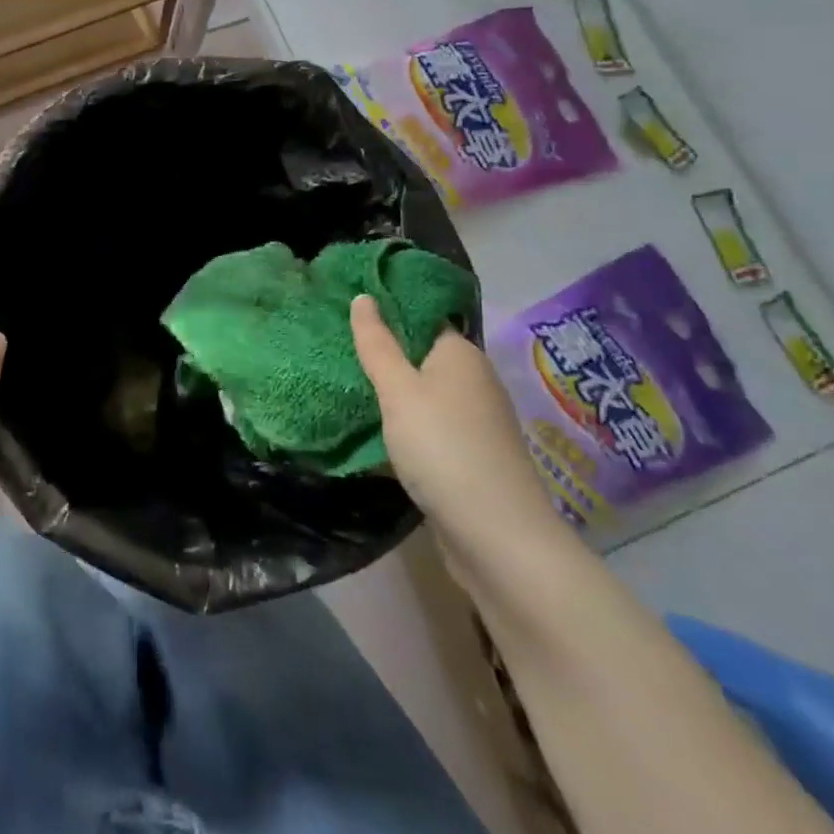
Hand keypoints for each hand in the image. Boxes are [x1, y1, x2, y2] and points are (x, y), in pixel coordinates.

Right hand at [351, 295, 560, 567]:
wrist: (497, 537)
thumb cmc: (443, 447)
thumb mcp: (398, 391)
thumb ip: (377, 344)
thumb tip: (363, 296)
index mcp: (461, 353)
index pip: (421, 317)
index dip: (387, 311)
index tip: (347, 312)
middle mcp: (474, 380)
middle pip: (421, 356)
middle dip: (384, 354)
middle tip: (337, 348)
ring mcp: (476, 421)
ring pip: (424, 394)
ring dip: (392, 394)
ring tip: (347, 385)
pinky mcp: (471, 456)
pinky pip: (430, 427)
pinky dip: (405, 426)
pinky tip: (375, 431)